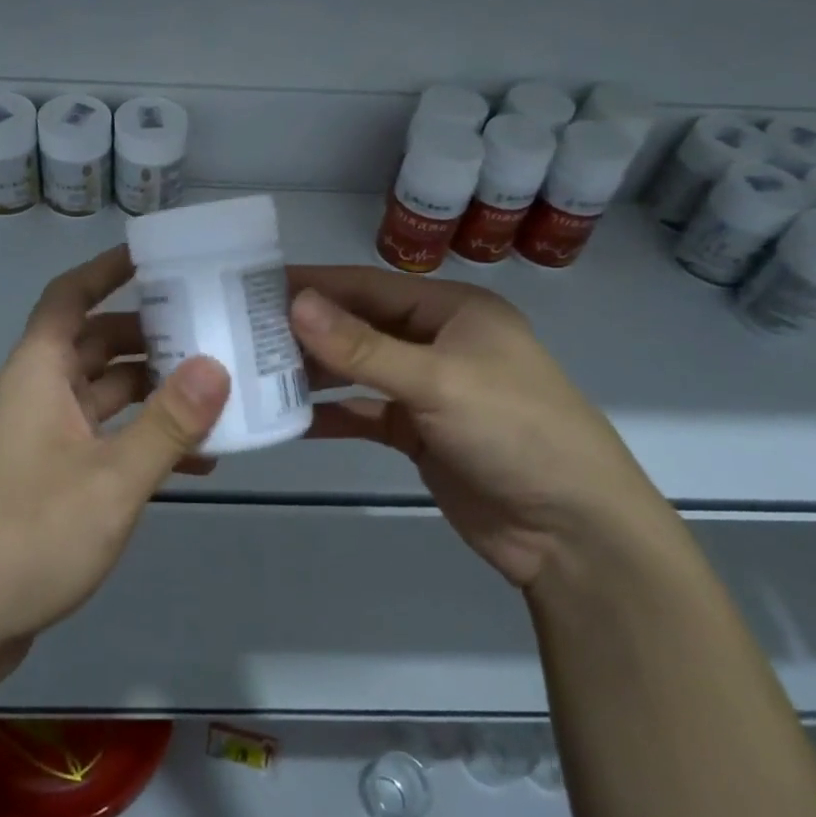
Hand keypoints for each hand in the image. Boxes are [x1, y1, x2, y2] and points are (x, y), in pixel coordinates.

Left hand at [0, 247, 230, 667]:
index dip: (106, 268)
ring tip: (214, 390)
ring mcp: (39, 436)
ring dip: (151, 390)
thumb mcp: (112, 479)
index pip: (69, 296)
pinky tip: (192, 460)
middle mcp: (35, 393)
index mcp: (38, 373)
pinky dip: (138, 437)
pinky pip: (100, 435)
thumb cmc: (31, 536)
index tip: (156, 255)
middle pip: (94, 342)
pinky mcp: (47, 474)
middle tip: (208, 326)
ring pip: (102, 391)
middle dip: (148, 331)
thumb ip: (168, 423)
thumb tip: (217, 364)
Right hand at [288, 266, 669, 588]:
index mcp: (454, 310)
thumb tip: (295, 303)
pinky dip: (332, 414)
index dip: (315, 284)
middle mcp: (439, 341)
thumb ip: (362, 347)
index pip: (369, 286)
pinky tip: (289, 418)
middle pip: (360, 326)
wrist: (573, 532)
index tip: (255, 284)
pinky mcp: (420, 433)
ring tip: (255, 371)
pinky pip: (365, 414)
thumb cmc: (515, 431)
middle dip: (307, 329)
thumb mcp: (438, 381)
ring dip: (315, 372)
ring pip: (359, 370)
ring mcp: (429, 390)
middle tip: (242, 332)